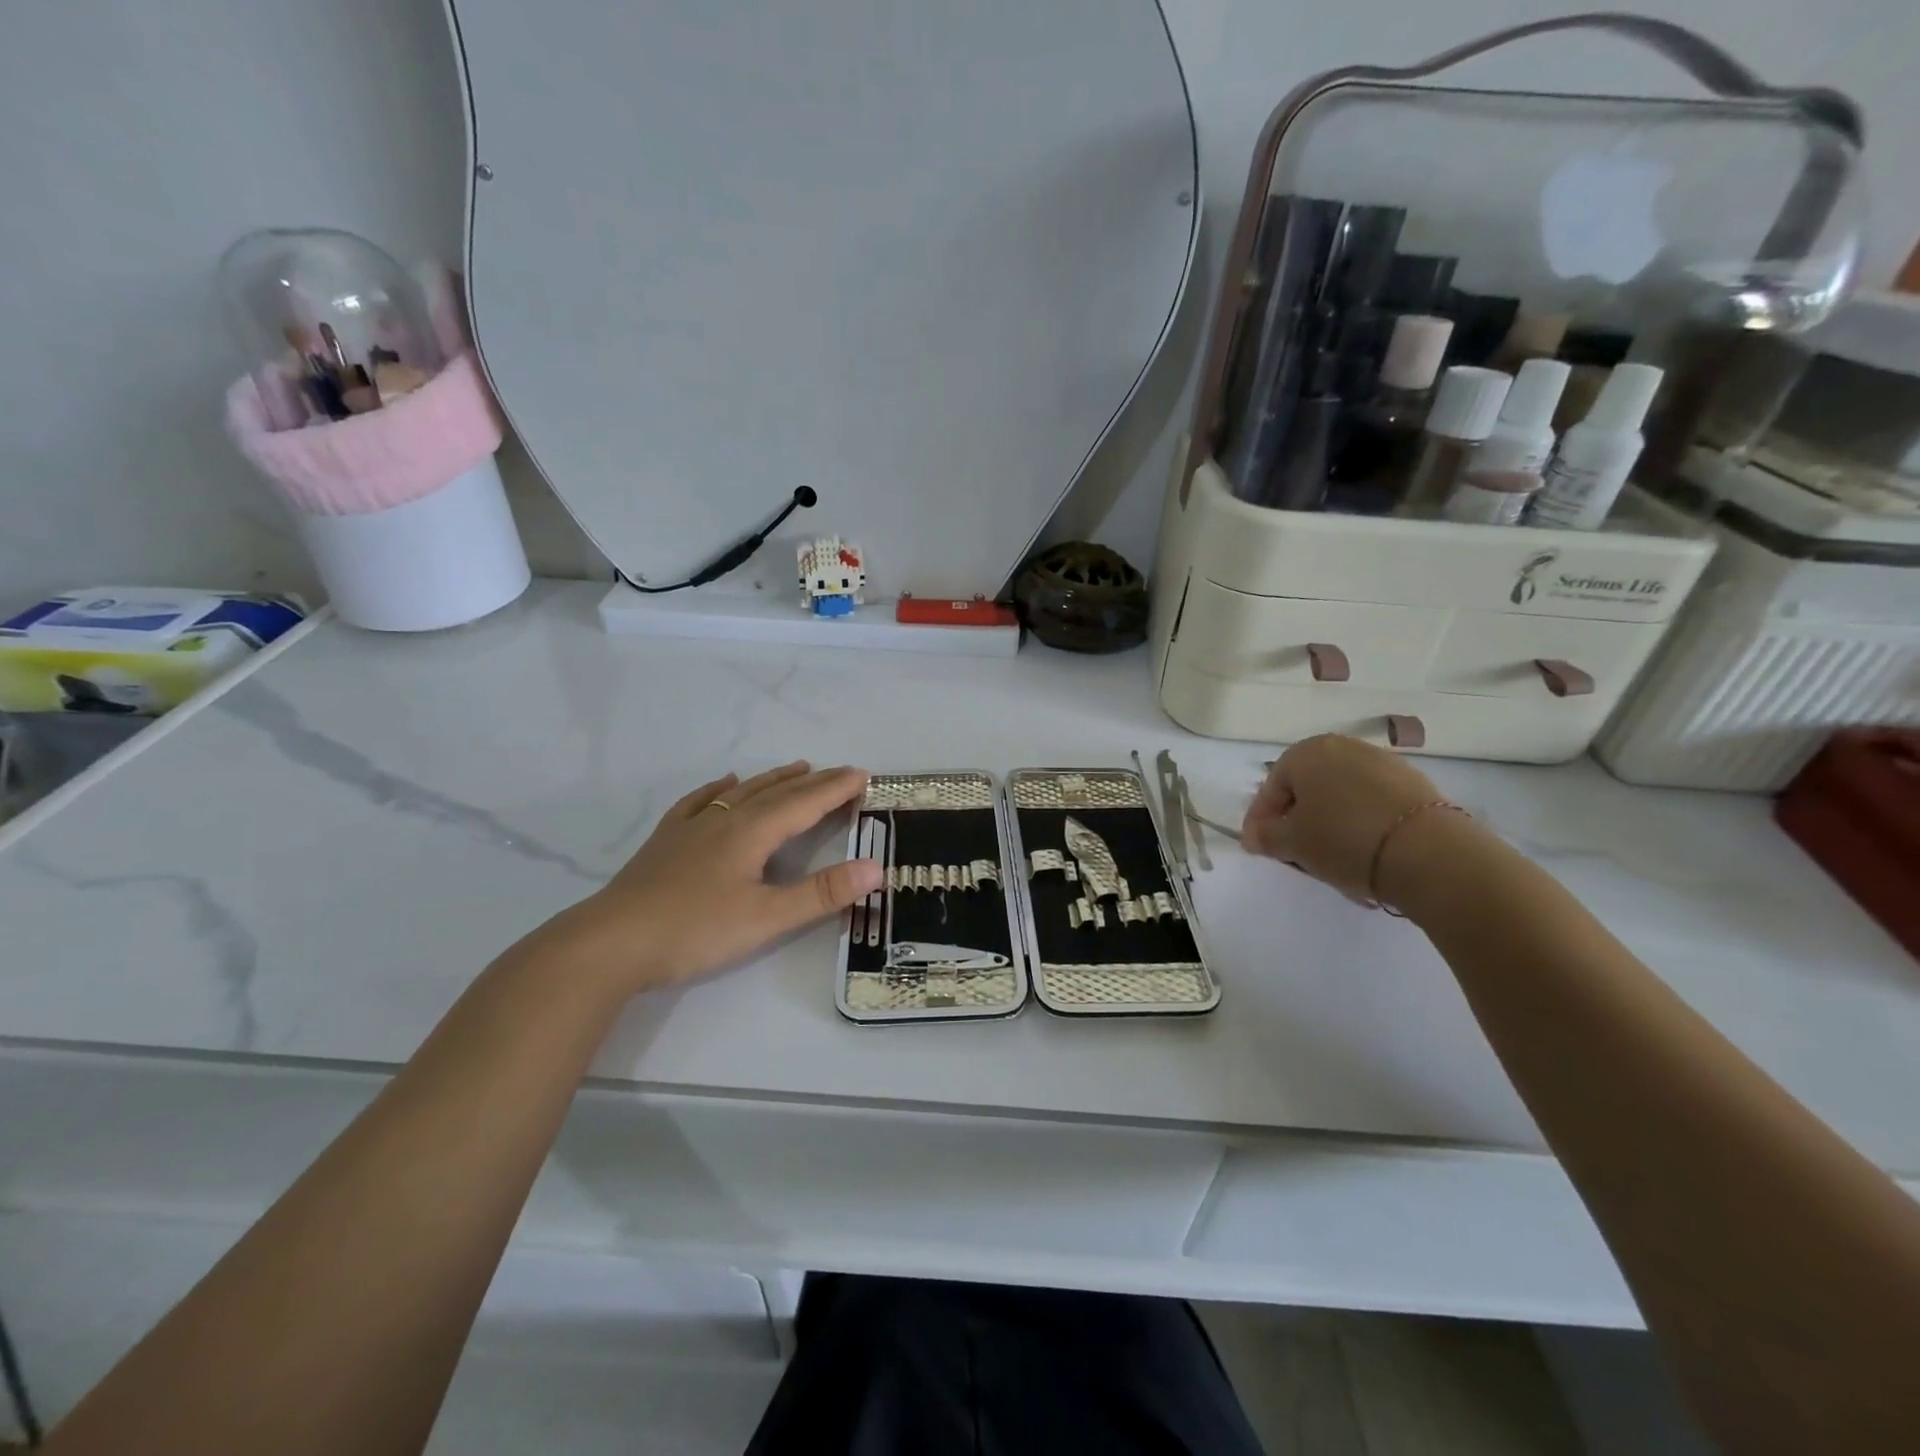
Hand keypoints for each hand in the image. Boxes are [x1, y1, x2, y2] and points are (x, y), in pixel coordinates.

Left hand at [553, 762, 881, 996]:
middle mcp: (725, 820)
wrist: (611, 942)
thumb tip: (875, 868)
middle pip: (776, 793)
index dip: (835, 789)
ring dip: (773, 779)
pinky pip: (699, 803)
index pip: (804, 803)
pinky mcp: (666, 842)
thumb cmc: (694, 930)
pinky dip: (719, 790)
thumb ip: (821, 894)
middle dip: (813, 782)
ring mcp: (691, 828)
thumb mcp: (766, 918)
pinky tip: (724, 783)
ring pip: (742, 793)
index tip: (863, 774)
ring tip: (797, 768)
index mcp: (752, 833)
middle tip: (841, 771)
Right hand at [1241, 735, 1448, 901]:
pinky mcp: (1414, 784)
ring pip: (1341, 796)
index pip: (1271, 788)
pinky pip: (1372, 804)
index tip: (1257, 847)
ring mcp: (1383, 763)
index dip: (1260, 820)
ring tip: (1331, 858)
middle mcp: (1343, 747)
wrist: (1428, 852)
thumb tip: (1254, 836)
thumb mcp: (1292, 843)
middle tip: (1294, 851)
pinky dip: (1361, 824)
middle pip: (1308, 788)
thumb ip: (1266, 837)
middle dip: (1297, 819)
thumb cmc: (1343, 839)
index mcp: (1306, 752)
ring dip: (1330, 823)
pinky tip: (1364, 853)